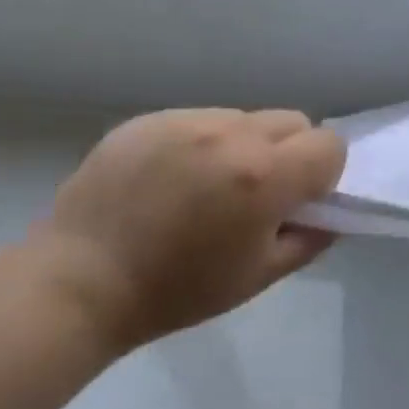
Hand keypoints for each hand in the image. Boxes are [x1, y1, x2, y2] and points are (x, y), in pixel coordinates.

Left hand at [33, 108, 345, 351]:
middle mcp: (233, 135)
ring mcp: (188, 121)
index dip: (322, 174)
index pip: (330, 145)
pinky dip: (200, 142)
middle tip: (255, 193)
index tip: (296, 202)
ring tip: (205, 185)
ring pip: (246, 118)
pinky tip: (169, 178)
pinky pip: (200, 118)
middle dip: (289, 153)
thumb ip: (310, 239)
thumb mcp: (259, 277)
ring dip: (244, 145)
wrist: (78, 283)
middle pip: (293, 121)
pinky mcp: (150, 119)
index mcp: (266, 175)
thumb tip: (329, 214)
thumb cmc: (177, 290)